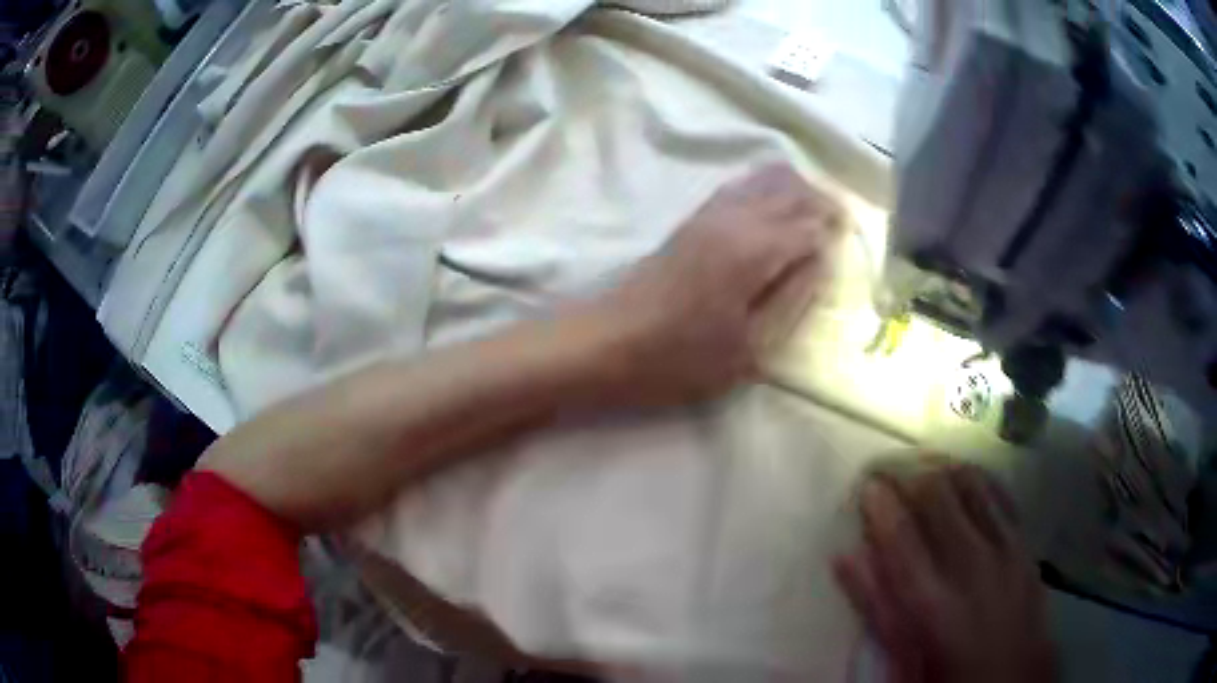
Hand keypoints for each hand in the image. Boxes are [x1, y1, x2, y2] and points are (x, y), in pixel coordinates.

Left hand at [587, 162, 842, 406]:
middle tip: (840, 227)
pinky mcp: (693, 219)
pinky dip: (768, 188)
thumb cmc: (680, 359)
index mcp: (755, 249)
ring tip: (815, 217)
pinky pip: (741, 186)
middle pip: (792, 188)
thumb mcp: (749, 348)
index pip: (812, 223)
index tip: (851, 242)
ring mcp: (710, 213)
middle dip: (823, 202)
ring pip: (766, 178)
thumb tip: (820, 259)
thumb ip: (792, 298)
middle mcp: (736, 217)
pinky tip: (775, 210)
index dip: (835, 230)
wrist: (608, 343)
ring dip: (797, 190)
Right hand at [834, 461, 1055, 682]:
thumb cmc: (948, 676)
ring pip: (971, 483)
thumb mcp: (902, 659)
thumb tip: (846, 557)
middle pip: (937, 494)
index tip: (866, 486)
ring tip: (922, 467)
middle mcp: (971, 563)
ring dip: (942, 468)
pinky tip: (964, 477)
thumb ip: (876, 608)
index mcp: (931, 601)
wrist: (1013, 681)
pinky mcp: (1024, 543)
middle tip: (889, 472)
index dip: (878, 501)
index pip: (899, 532)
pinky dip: (977, 479)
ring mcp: (1004, 548)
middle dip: (907, 474)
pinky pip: (1001, 494)